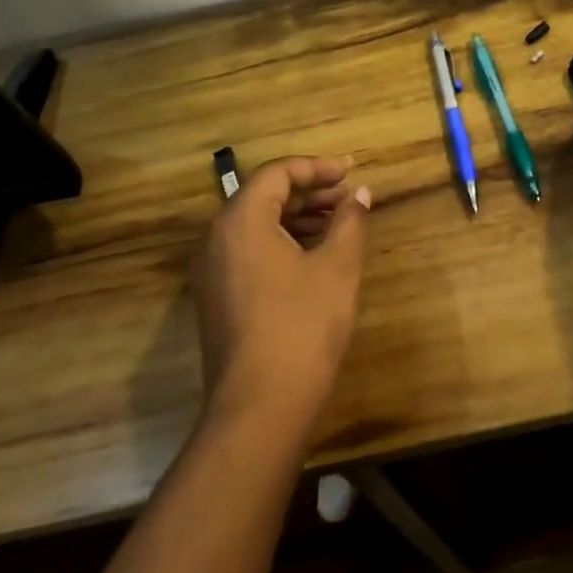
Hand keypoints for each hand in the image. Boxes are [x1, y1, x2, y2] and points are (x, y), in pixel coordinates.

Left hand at [191, 155, 371, 431]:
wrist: (261, 404)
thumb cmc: (303, 325)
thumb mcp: (337, 268)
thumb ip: (350, 222)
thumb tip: (360, 194)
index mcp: (242, 220)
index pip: (277, 173)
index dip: (317, 167)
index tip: (350, 172)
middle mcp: (217, 237)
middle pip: (263, 196)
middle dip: (309, 191)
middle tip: (348, 197)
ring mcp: (211, 269)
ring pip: (256, 224)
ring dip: (297, 217)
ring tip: (338, 223)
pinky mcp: (216, 296)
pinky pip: (248, 250)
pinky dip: (281, 241)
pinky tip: (313, 255)